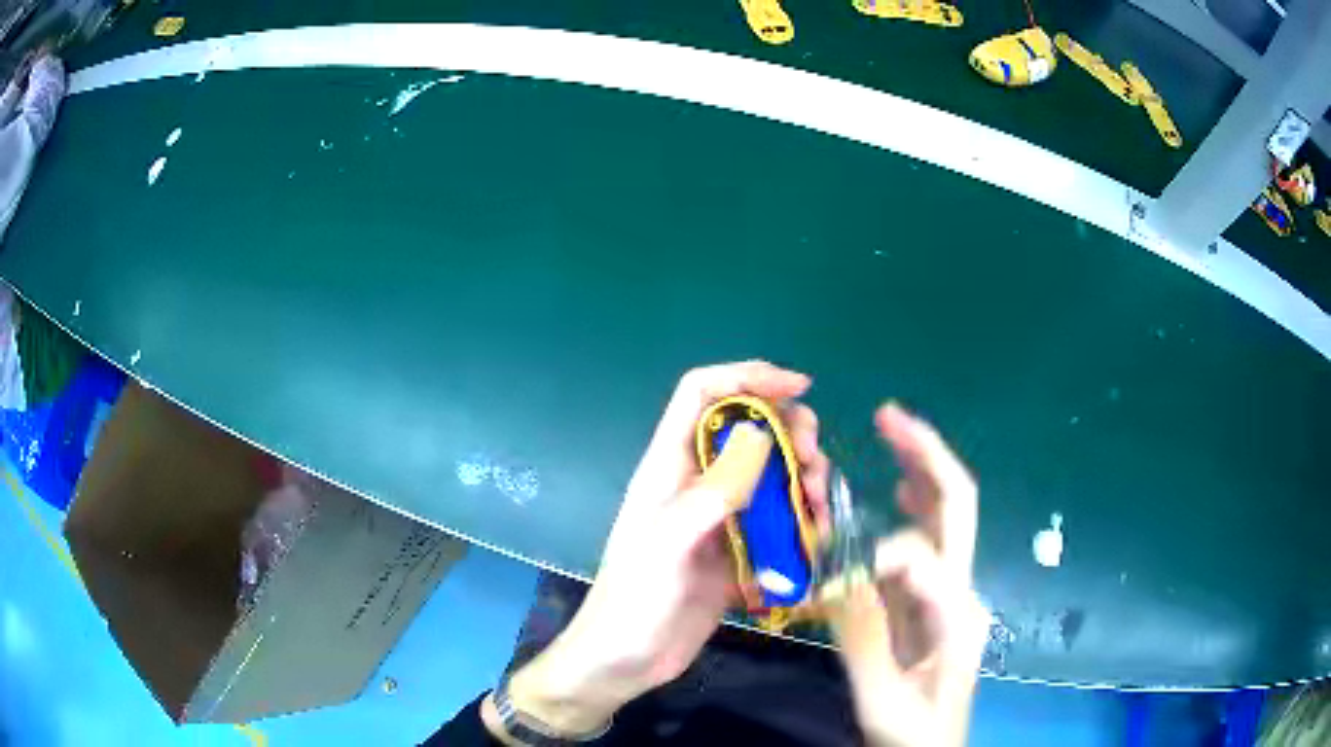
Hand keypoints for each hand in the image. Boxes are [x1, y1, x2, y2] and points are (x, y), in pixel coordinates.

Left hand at [483, 361, 828, 740]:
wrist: (627, 660)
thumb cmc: (635, 600)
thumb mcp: (668, 542)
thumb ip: (713, 490)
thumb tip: (761, 433)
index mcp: (668, 466)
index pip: (702, 393)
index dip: (748, 376)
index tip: (799, 388)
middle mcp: (697, 483)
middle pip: (749, 429)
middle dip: (791, 432)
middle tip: (814, 462)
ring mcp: (720, 518)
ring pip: (772, 475)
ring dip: (803, 480)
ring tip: (818, 507)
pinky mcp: (738, 552)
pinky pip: (778, 521)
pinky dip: (803, 522)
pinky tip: (816, 540)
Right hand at [827, 403, 989, 746]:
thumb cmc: (914, 733)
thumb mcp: (884, 698)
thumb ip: (865, 638)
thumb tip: (842, 574)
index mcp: (956, 612)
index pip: (917, 556)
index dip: (869, 559)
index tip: (826, 590)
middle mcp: (963, 589)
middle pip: (957, 505)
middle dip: (927, 454)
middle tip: (889, 416)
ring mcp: (952, 593)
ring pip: (946, 516)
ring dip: (921, 469)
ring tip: (891, 433)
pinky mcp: (935, 602)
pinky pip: (926, 542)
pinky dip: (912, 505)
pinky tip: (897, 488)